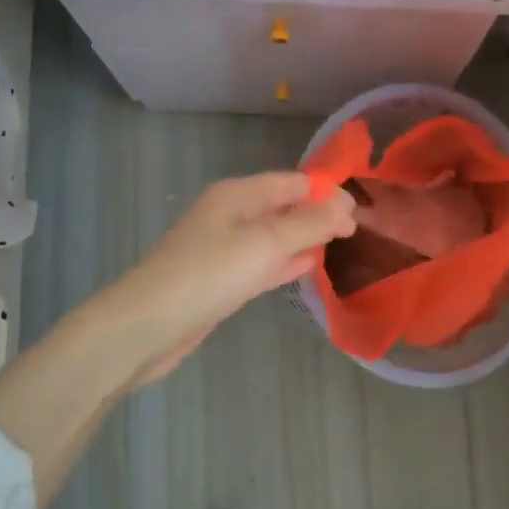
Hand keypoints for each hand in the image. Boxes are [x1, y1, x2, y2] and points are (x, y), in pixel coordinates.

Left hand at [100, 172, 356, 387]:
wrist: (148, 326)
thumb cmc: (209, 274)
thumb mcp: (266, 243)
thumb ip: (310, 223)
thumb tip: (347, 206)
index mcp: (238, 195)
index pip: (292, 182)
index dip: (326, 192)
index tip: (360, 212)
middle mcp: (231, 215)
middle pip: (283, 206)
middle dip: (317, 214)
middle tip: (356, 230)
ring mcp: (224, 248)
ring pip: (274, 235)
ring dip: (304, 238)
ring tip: (339, 245)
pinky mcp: (222, 279)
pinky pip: (262, 262)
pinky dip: (286, 261)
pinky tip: (308, 267)